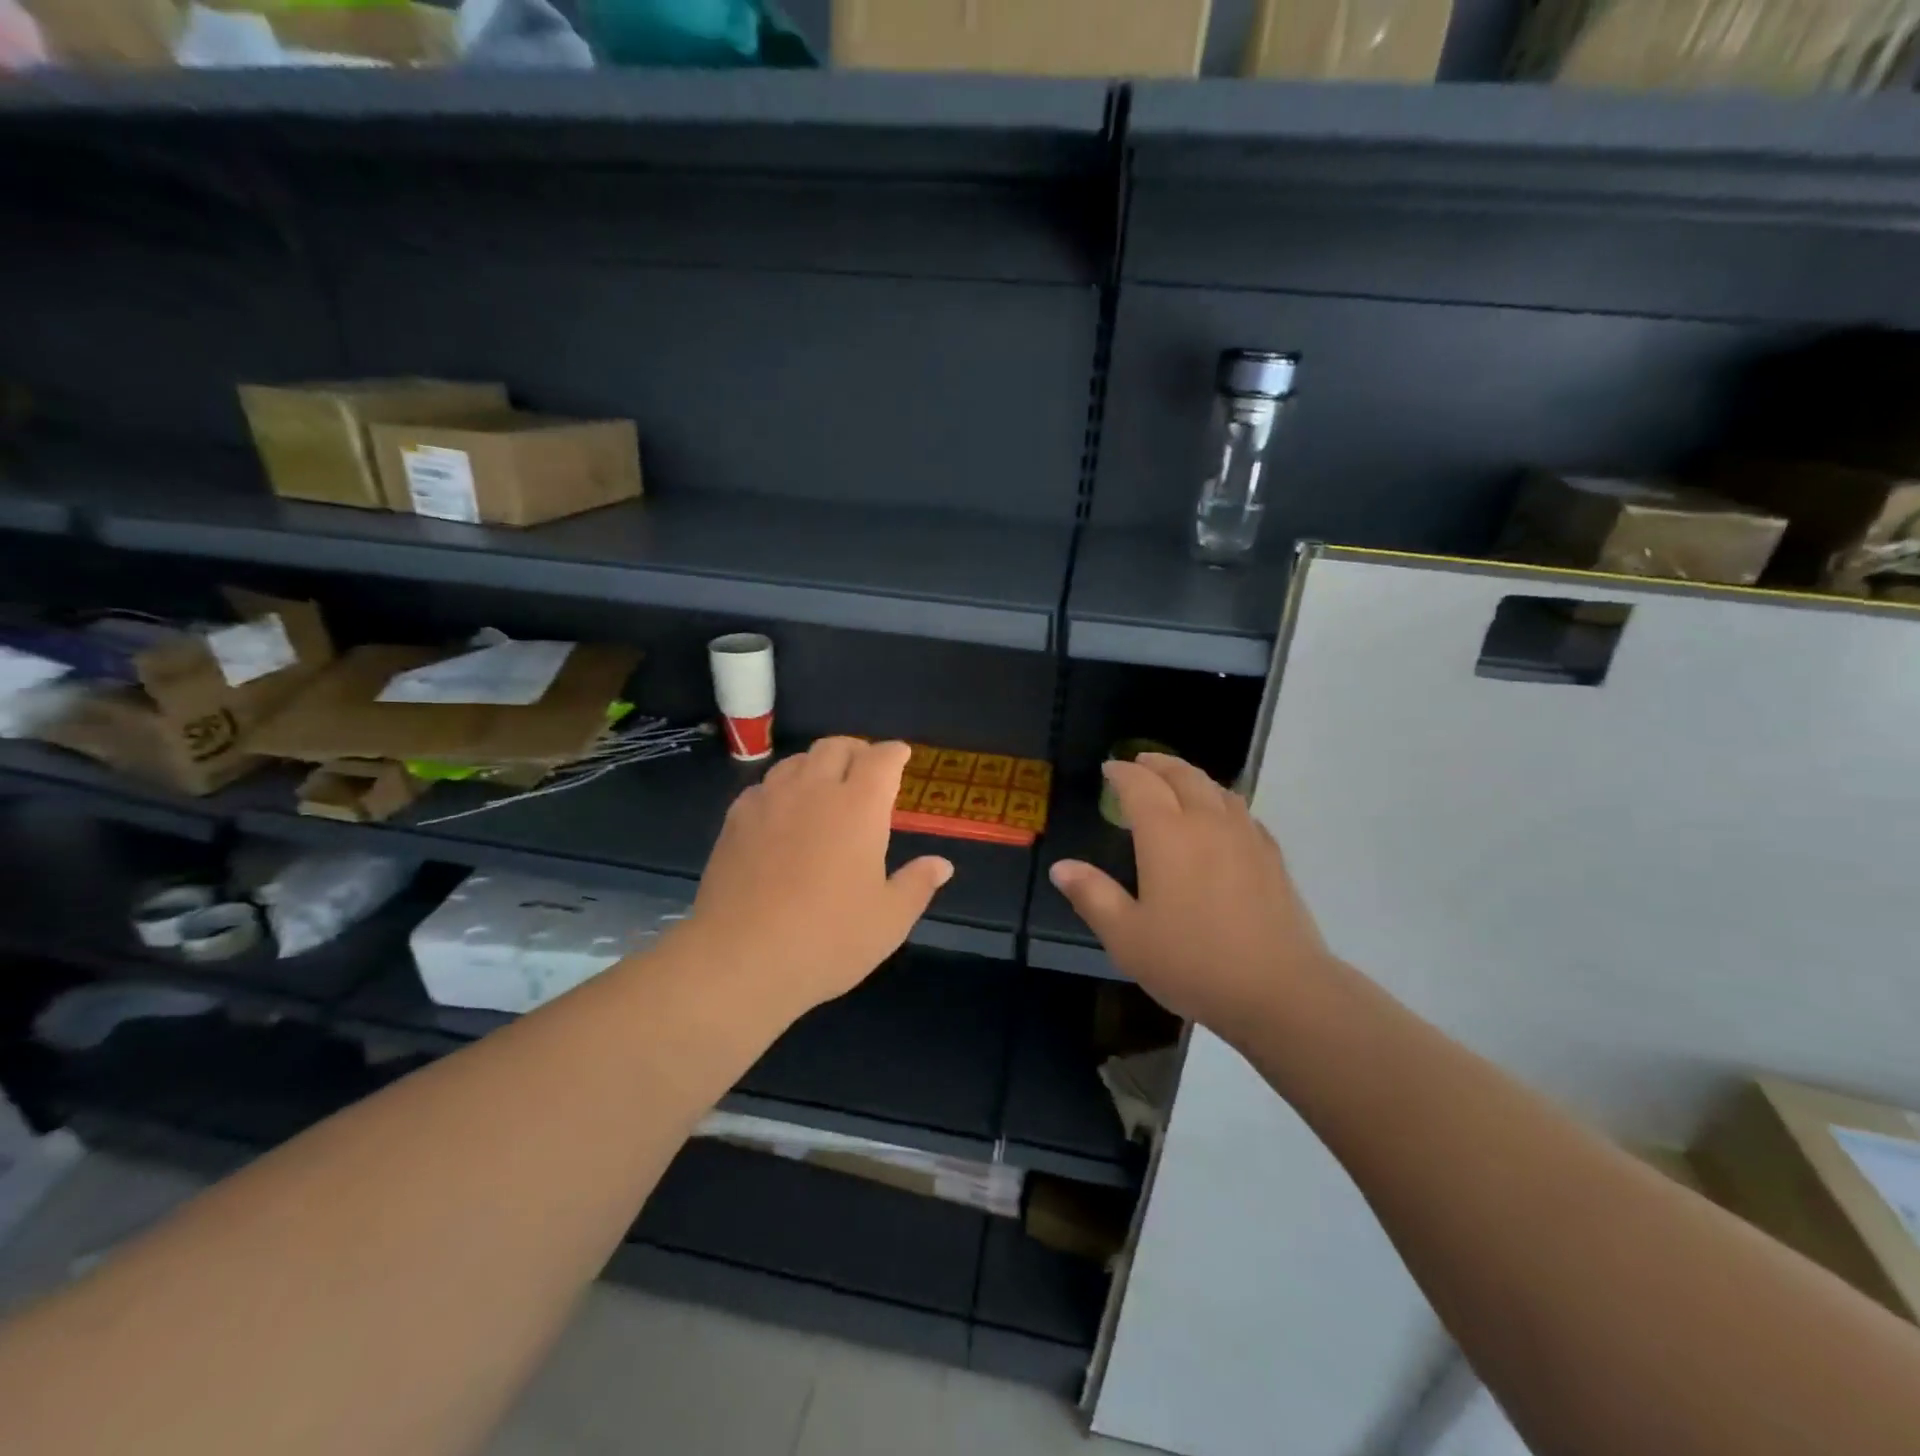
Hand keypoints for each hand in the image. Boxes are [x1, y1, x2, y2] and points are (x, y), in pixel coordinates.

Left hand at [682, 737, 952, 1015]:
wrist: (741, 959)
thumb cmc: (828, 939)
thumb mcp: (888, 920)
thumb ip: (917, 884)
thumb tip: (941, 864)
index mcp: (859, 807)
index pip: (881, 759)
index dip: (894, 753)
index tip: (901, 756)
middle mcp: (814, 791)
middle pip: (836, 747)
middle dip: (856, 750)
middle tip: (866, 768)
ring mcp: (770, 801)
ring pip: (796, 761)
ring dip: (817, 764)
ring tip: (825, 786)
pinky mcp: (735, 820)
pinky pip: (764, 786)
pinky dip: (782, 788)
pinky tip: (782, 812)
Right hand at [1049, 753, 1333, 1037]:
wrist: (1280, 991)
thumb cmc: (1192, 962)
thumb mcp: (1127, 937)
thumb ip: (1092, 896)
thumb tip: (1061, 867)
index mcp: (1167, 835)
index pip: (1140, 786)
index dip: (1122, 773)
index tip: (1109, 769)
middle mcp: (1207, 823)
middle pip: (1183, 775)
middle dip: (1158, 764)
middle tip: (1141, 762)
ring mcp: (1246, 837)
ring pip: (1217, 789)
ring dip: (1192, 777)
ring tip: (1178, 782)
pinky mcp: (1272, 857)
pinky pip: (1243, 812)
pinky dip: (1222, 801)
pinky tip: (1222, 819)